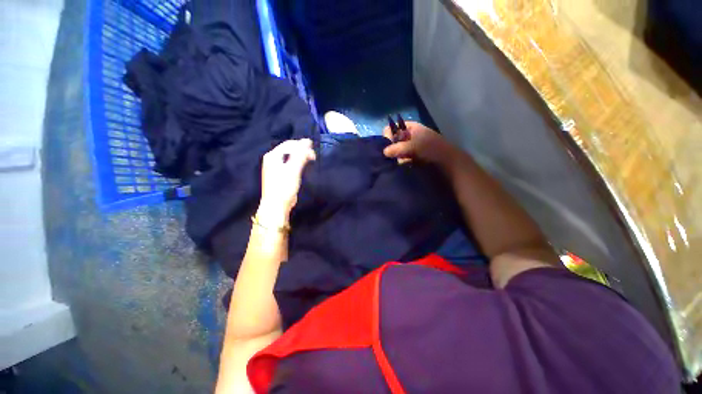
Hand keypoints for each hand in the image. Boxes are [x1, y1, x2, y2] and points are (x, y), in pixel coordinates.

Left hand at [258, 139, 315, 224]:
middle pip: (289, 149)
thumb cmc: (284, 187)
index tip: (313, 154)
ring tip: (310, 161)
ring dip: (301, 157)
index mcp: (273, 156)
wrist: (277, 205)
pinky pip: (290, 163)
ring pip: (290, 156)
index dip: (302, 146)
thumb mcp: (293, 169)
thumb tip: (307, 141)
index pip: (289, 144)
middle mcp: (272, 159)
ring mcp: (276, 167)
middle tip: (313, 158)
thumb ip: (300, 155)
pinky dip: (298, 163)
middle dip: (302, 151)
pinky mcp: (280, 174)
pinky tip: (303, 167)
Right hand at [382, 121, 455, 165]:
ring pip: (397, 151)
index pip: (393, 127)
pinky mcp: (412, 159)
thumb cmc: (432, 150)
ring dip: (395, 157)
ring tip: (396, 163)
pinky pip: (401, 160)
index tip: (387, 145)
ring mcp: (411, 148)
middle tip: (389, 156)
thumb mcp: (414, 146)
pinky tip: (401, 167)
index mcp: (411, 128)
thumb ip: (398, 148)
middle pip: (394, 140)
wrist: (449, 164)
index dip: (388, 135)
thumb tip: (384, 152)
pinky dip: (400, 163)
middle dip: (390, 148)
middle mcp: (410, 136)